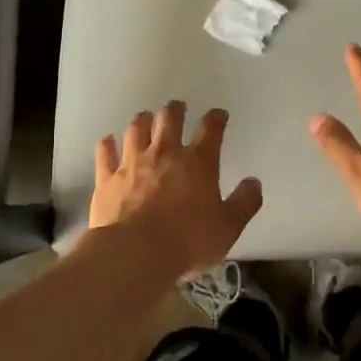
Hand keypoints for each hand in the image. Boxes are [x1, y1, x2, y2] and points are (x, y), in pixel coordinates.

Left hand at [90, 103, 264, 275]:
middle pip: (169, 119)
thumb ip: (244, 203)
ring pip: (136, 129)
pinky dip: (108, 145)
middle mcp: (165, 153)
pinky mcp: (107, 178)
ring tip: (145, 117)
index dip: (216, 118)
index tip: (218, 114)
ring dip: (143, 120)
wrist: (135, 253)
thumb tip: (254, 183)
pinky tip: (108, 141)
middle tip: (177, 107)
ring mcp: (132, 162)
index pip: (210, 130)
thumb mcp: (227, 227)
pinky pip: (106, 153)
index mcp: (198, 162)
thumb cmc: (188, 240)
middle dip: (175, 110)